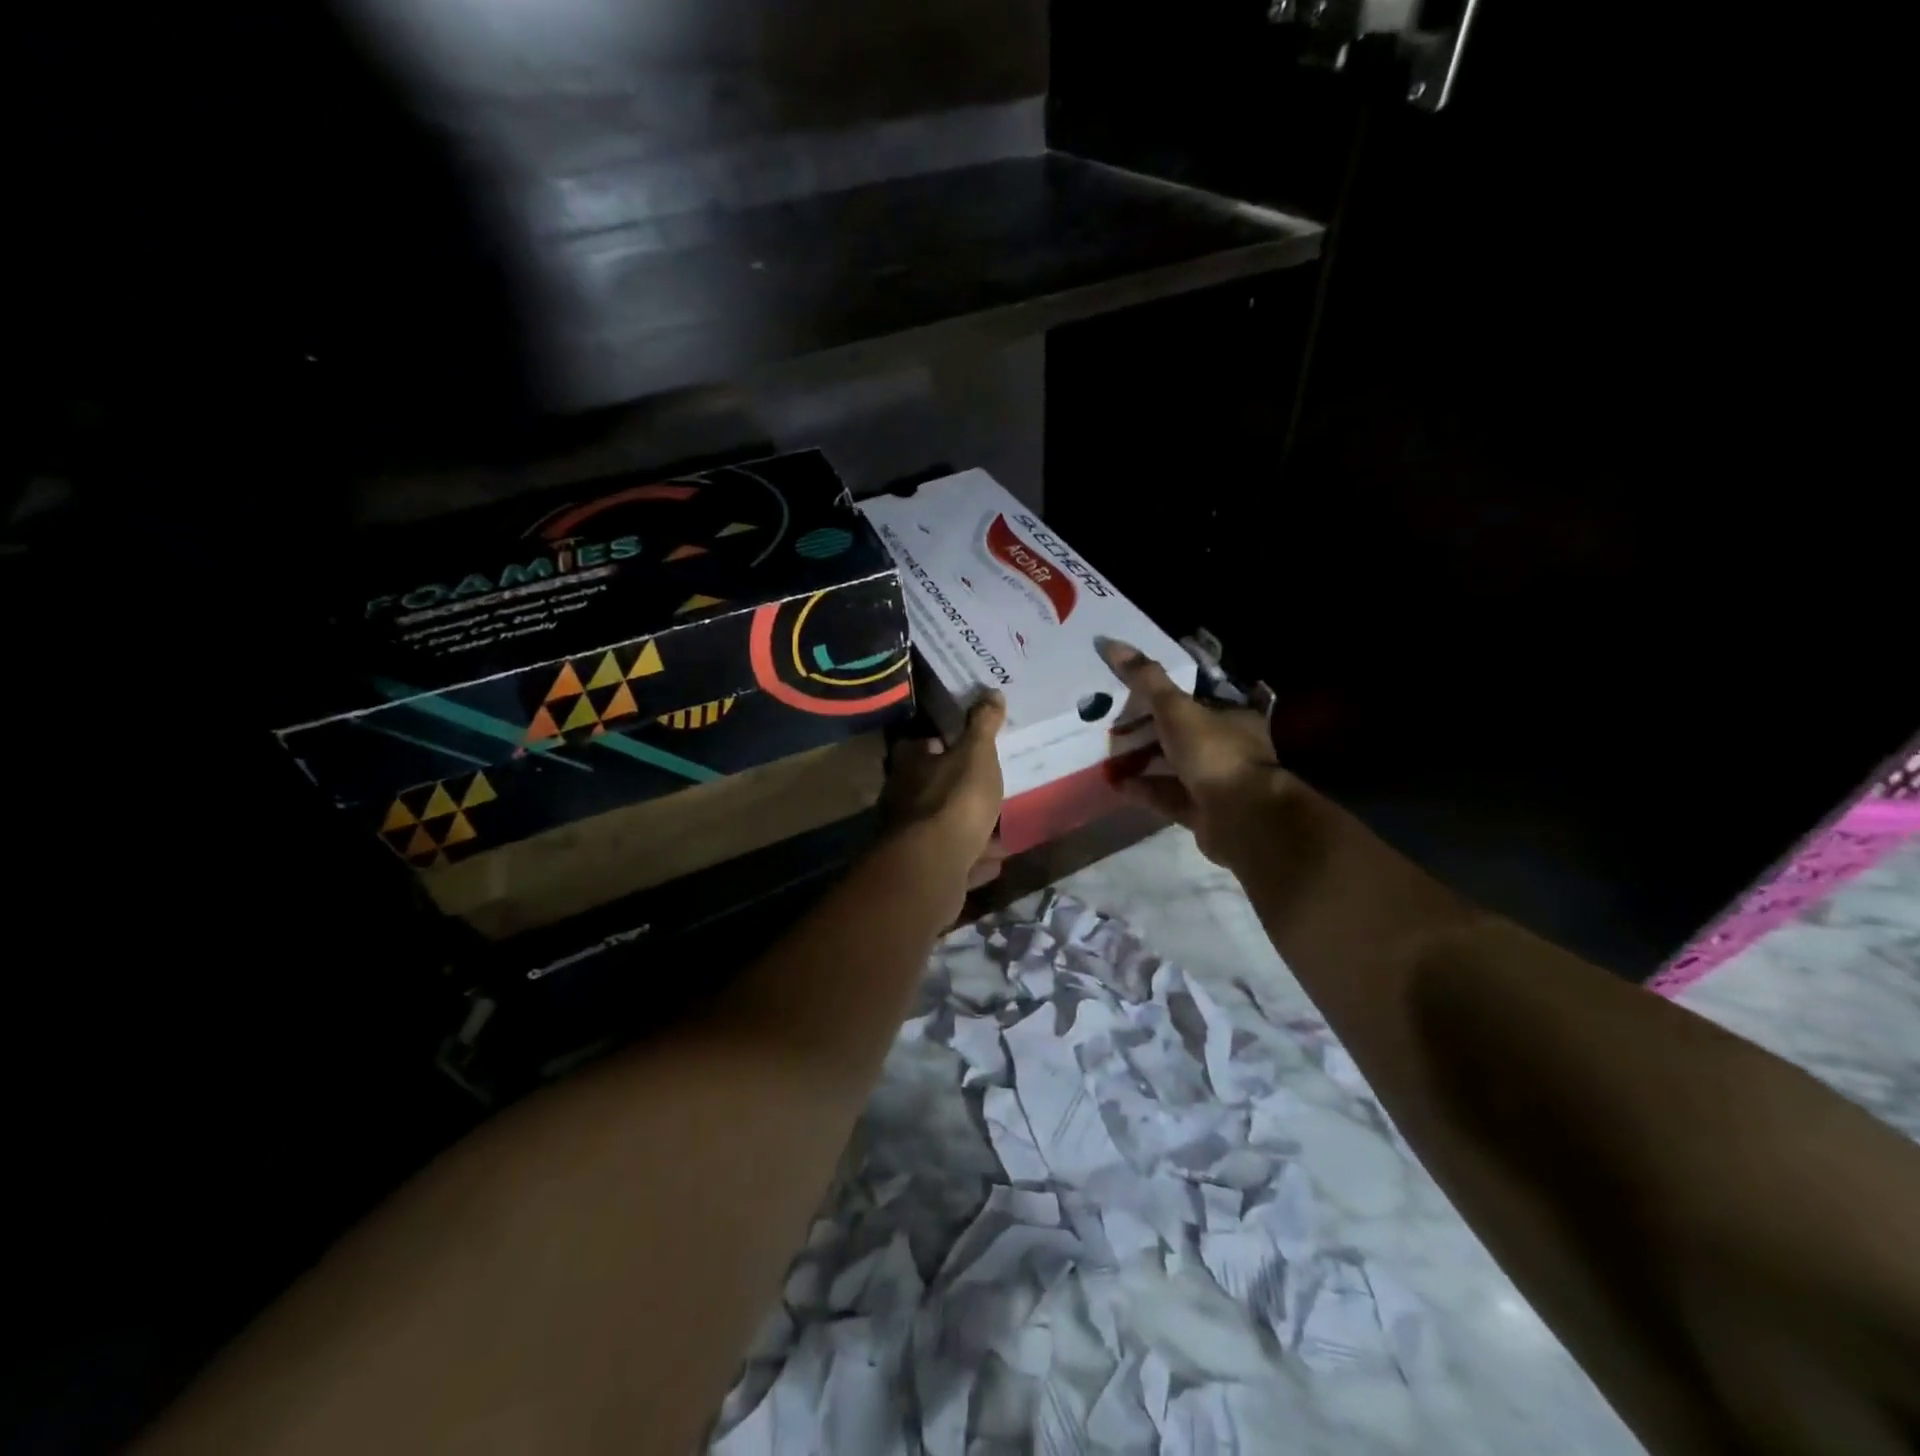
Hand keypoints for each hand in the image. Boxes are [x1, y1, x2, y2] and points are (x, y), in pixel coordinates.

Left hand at [882, 691, 1007, 899]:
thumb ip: (983, 725)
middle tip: (984, 783)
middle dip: (953, 786)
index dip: (937, 743)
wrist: (933, 867)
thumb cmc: (954, 800)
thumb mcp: (976, 754)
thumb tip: (990, 692)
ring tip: (996, 822)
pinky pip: (953, 858)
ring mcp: (910, 838)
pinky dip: (971, 857)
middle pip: (927, 786)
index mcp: (909, 765)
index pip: (917, 745)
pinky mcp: (924, 869)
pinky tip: (994, 859)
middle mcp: (903, 798)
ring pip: (941, 825)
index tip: (960, 743)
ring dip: (964, 825)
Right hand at [1099, 640, 1291, 864]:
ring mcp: (1218, 783)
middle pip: (1185, 733)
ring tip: (1109, 754)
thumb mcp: (1176, 709)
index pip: (1201, 697)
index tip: (1139, 689)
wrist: (1242, 818)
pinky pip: (1168, 796)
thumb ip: (1146, 679)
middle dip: (1152, 730)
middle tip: (1116, 722)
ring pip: (1176, 767)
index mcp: (1234, 717)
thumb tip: (1110, 642)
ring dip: (1145, 761)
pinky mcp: (1203, 812)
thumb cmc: (1215, 753)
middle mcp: (1229, 748)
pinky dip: (1144, 789)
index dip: (1172, 692)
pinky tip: (1118, 784)